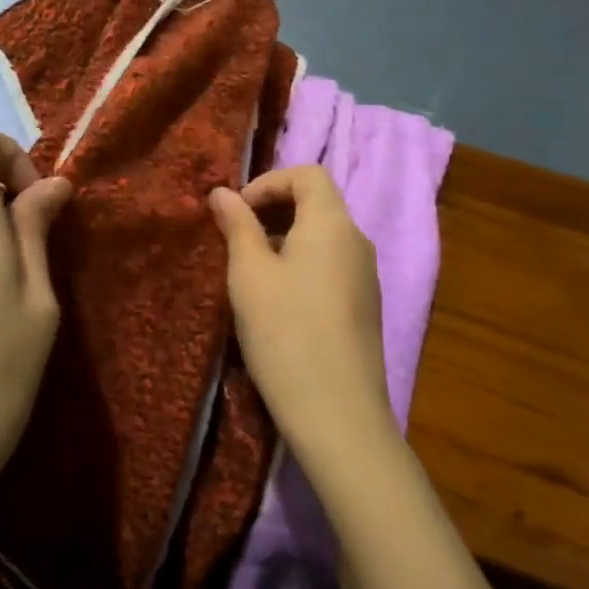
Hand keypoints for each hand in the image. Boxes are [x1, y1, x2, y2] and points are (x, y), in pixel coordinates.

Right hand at [208, 166, 395, 463]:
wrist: (338, 413)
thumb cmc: (286, 333)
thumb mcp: (249, 275)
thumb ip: (237, 227)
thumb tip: (222, 192)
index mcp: (332, 224)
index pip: (307, 174)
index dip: (268, 182)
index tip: (236, 212)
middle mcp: (357, 240)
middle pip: (318, 202)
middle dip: (273, 209)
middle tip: (236, 239)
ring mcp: (366, 275)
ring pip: (323, 236)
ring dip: (284, 238)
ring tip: (250, 272)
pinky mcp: (364, 305)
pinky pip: (331, 264)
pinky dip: (301, 263)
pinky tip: (278, 301)